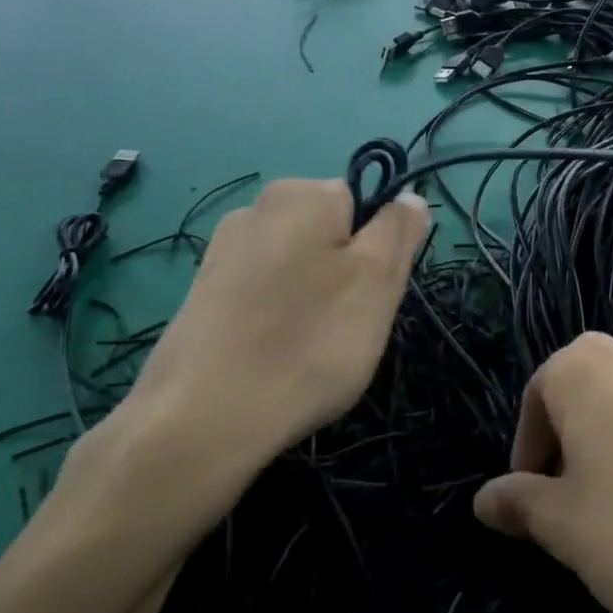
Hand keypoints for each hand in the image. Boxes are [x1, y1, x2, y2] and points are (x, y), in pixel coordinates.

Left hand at [123, 179, 430, 467]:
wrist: (204, 418)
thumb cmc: (309, 341)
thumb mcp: (378, 280)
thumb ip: (399, 229)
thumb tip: (409, 197)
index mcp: (301, 193)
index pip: (364, 202)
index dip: (379, 249)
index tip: (372, 294)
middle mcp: (256, 208)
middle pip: (330, 234)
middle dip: (345, 274)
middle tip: (347, 325)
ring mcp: (223, 252)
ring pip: (298, 267)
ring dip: (313, 299)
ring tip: (308, 348)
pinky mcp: (204, 294)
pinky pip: (264, 294)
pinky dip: (278, 318)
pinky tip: (273, 355)